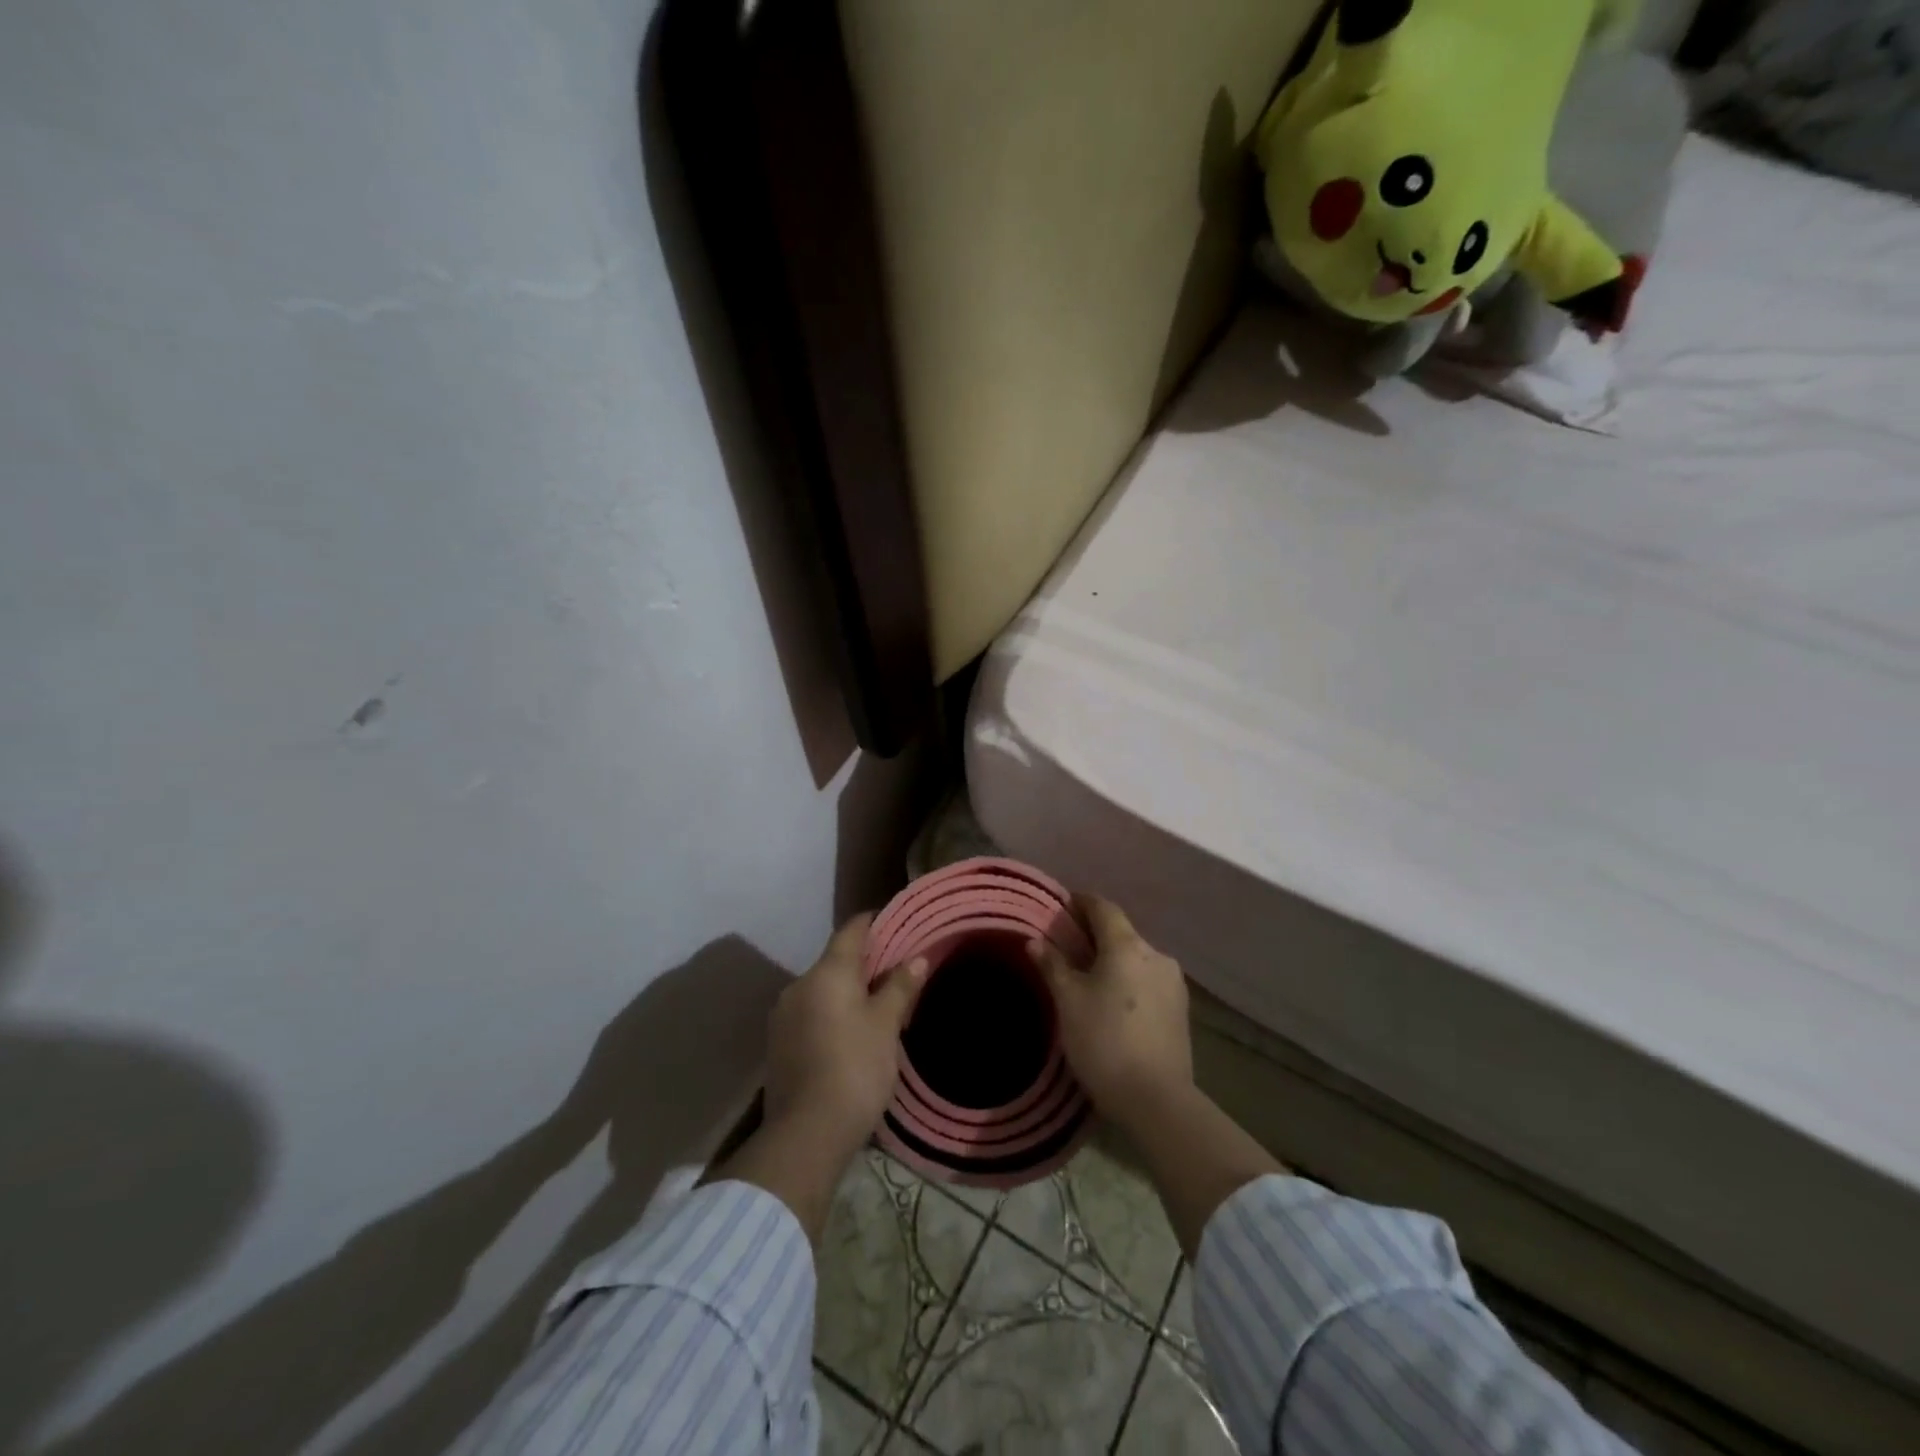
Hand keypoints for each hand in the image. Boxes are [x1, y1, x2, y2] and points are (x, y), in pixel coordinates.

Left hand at [764, 913, 927, 1160]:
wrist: (806, 1134)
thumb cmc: (855, 1068)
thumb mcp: (886, 1026)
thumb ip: (899, 987)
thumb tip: (917, 958)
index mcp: (827, 972)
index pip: (851, 930)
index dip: (873, 921)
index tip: (895, 921)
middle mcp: (799, 984)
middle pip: (835, 960)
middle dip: (863, 961)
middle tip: (895, 969)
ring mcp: (783, 1015)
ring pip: (821, 989)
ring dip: (845, 990)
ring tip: (875, 1004)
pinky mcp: (778, 1043)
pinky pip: (810, 1013)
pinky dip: (830, 1013)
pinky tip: (849, 1033)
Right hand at [1028, 897, 1191, 1130]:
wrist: (1157, 1100)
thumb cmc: (1104, 1042)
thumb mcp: (1068, 1002)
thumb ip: (1052, 965)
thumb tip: (1035, 941)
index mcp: (1128, 946)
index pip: (1103, 908)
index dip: (1081, 902)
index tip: (1062, 906)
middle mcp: (1156, 955)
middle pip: (1121, 932)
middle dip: (1094, 935)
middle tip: (1068, 947)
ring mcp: (1173, 983)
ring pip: (1136, 958)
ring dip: (1113, 960)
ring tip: (1089, 978)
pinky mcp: (1181, 1009)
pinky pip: (1148, 980)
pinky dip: (1129, 980)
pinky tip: (1114, 1002)